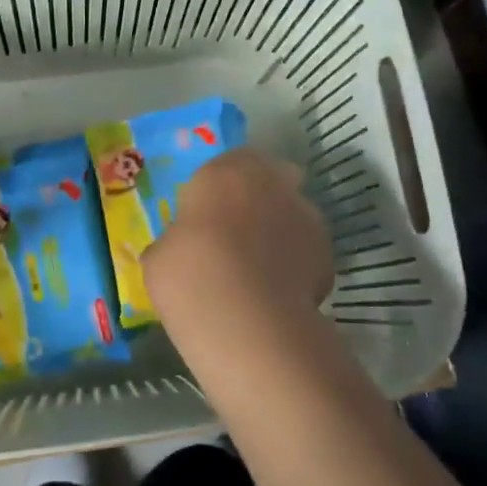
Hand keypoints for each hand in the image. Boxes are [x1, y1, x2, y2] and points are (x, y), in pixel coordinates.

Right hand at [143, 149, 332, 326]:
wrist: (247, 321)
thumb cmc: (190, 274)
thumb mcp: (159, 257)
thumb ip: (175, 243)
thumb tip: (177, 251)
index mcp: (226, 171)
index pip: (227, 163)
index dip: (218, 187)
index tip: (205, 215)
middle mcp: (272, 183)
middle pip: (269, 180)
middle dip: (258, 199)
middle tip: (234, 234)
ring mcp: (306, 217)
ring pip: (291, 214)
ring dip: (278, 232)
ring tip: (256, 271)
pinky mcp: (328, 255)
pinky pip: (305, 253)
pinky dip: (294, 266)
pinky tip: (274, 294)